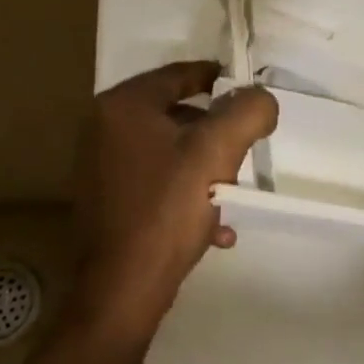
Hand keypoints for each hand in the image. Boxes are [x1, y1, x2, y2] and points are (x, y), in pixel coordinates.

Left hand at [70, 61, 277, 333]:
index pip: (181, 74)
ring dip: (207, 169)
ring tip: (232, 194)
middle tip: (244, 152)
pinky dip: (188, 196)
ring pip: (172, 152)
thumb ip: (248, 112)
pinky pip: (159, 184)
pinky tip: (215, 227)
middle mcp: (104, 129)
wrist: (123, 290)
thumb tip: (261, 100)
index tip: (252, 95)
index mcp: (123, 106)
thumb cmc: (168, 209)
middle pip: (178, 114)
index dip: (221, 79)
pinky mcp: (108, 202)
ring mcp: (102, 167)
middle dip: (217, 134)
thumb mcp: (218, 151)